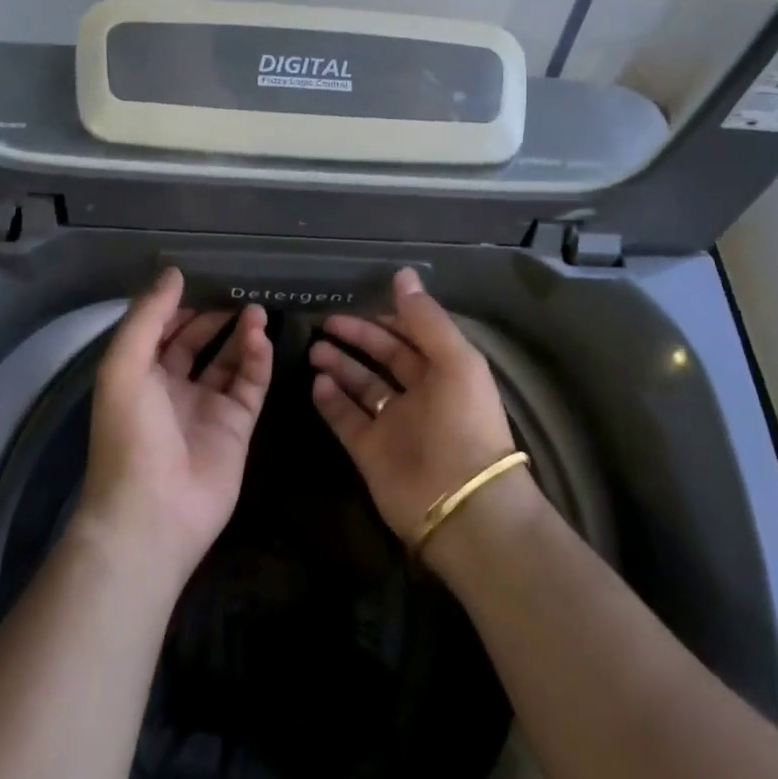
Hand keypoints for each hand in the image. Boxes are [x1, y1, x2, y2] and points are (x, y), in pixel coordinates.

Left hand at [77, 269, 273, 586]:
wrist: (153, 513)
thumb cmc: (130, 434)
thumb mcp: (124, 366)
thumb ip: (148, 316)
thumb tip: (173, 273)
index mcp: (140, 377)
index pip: (161, 332)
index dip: (178, 307)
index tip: (201, 280)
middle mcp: (173, 389)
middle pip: (197, 344)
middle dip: (215, 317)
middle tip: (238, 291)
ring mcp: (207, 408)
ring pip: (229, 361)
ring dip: (241, 335)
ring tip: (257, 309)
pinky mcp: (237, 427)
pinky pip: (251, 384)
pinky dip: (258, 359)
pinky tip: (261, 338)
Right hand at [307, 267, 526, 541]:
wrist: (462, 504)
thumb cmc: (463, 422)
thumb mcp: (455, 360)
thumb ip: (425, 318)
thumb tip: (402, 274)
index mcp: (445, 371)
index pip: (411, 336)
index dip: (388, 319)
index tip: (359, 301)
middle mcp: (419, 395)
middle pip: (383, 358)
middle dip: (357, 338)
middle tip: (325, 322)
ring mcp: (392, 424)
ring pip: (361, 386)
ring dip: (339, 365)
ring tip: (313, 348)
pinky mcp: (370, 452)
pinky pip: (346, 419)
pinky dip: (331, 401)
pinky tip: (315, 382)